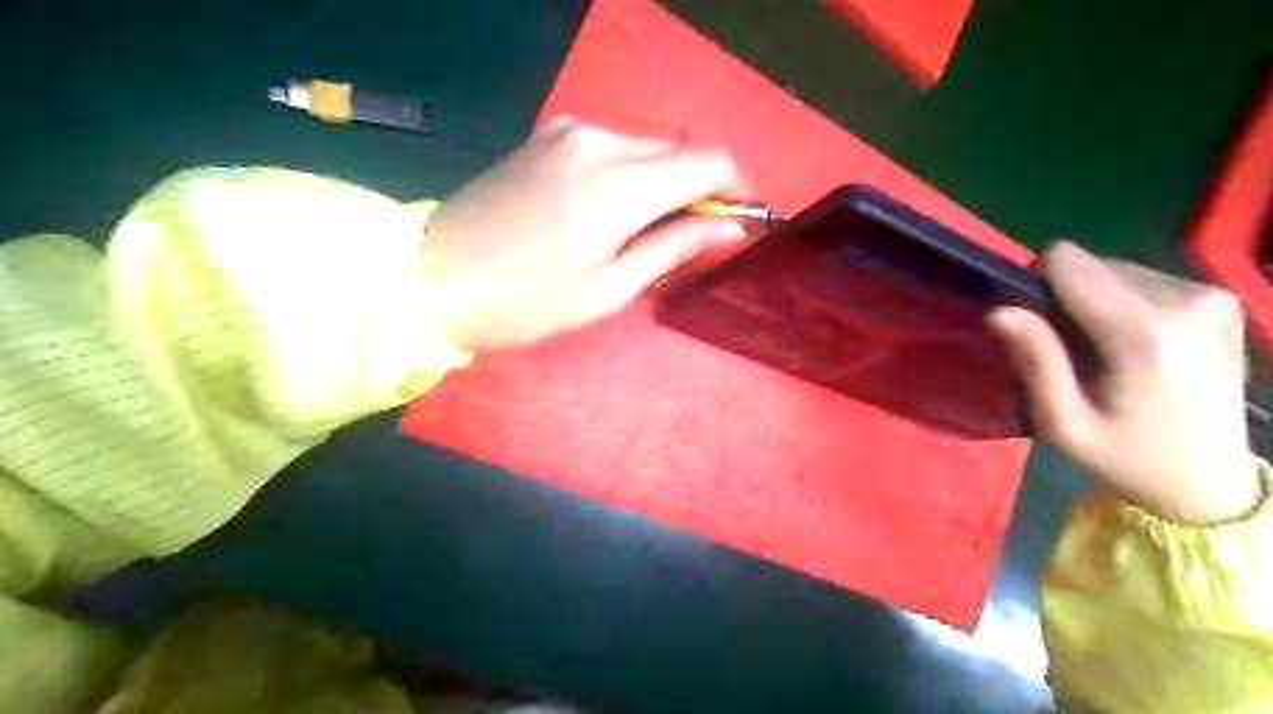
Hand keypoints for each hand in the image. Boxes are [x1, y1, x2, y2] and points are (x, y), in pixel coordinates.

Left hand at [423, 120, 747, 350]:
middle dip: (700, 189)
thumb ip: (674, 247)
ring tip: (648, 232)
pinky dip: (630, 173)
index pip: (708, 163)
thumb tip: (732, 227)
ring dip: (664, 182)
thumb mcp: (609, 289)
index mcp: (619, 185)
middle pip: (679, 152)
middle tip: (692, 238)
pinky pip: (613, 147)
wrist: (432, 276)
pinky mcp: (549, 135)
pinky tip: (613, 210)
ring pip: (647, 148)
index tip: (740, 219)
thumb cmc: (526, 302)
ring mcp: (570, 132)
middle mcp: (600, 141)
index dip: (736, 188)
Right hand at [988, 239, 1257, 524]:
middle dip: (1065, 296)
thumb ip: (1035, 361)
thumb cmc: (1124, 457)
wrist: (1209, 483)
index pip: (1068, 262)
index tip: (1033, 324)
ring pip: (1115, 268)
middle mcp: (1185, 299)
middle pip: (1091, 263)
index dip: (1035, 284)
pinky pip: (1144, 278)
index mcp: (1144, 332)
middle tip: (1066, 348)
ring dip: (1094, 300)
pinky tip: (1131, 344)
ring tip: (1099, 349)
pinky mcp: (1221, 299)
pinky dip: (1123, 303)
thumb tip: (999, 309)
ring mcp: (1211, 296)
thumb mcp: (1063, 423)